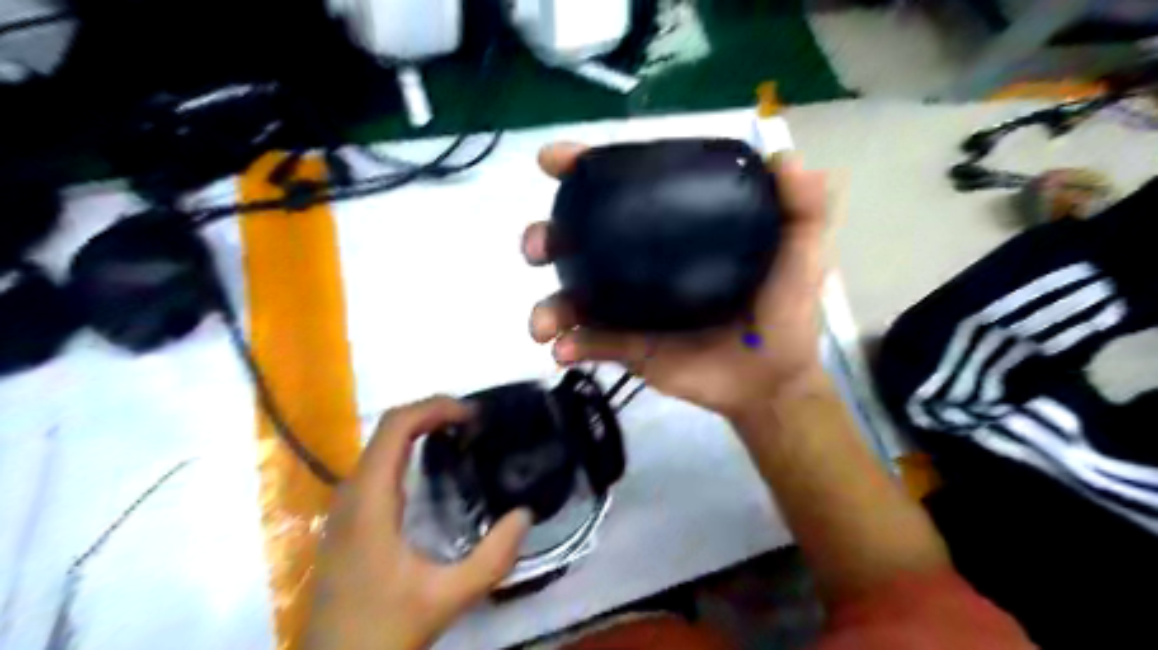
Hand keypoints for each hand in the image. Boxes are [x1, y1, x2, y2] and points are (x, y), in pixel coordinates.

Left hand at [301, 395, 530, 649]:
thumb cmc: (384, 631)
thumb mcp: (448, 598)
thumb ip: (493, 558)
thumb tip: (525, 514)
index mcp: (370, 502)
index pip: (395, 427)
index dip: (434, 408)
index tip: (473, 415)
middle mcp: (352, 493)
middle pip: (387, 429)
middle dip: (432, 413)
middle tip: (474, 422)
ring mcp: (345, 506)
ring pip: (380, 445)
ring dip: (419, 429)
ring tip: (461, 435)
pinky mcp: (348, 519)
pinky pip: (378, 464)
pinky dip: (408, 449)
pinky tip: (433, 467)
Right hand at [526, 143, 831, 424]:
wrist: (771, 380)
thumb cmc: (783, 313)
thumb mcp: (801, 253)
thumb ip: (801, 206)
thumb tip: (784, 157)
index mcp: (672, 231)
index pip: (624, 191)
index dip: (586, 170)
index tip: (555, 160)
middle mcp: (641, 263)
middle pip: (581, 241)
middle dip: (548, 236)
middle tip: (538, 246)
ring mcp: (628, 307)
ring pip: (572, 296)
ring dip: (548, 304)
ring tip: (544, 323)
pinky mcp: (626, 347)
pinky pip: (589, 343)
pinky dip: (571, 345)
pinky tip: (564, 350)